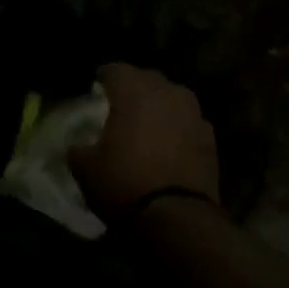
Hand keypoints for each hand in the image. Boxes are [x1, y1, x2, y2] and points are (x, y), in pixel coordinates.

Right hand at [71, 63, 219, 220]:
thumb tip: (78, 146)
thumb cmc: (123, 184)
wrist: (176, 217)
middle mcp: (168, 94)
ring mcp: (194, 114)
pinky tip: (167, 142)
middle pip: (148, 79)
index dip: (103, 76)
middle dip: (133, 86)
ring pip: (172, 98)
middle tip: (119, 102)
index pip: (116, 70)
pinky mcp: (210, 138)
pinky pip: (187, 121)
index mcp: (134, 93)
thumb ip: (78, 149)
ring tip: (145, 121)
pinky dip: (176, 126)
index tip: (95, 85)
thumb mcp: (85, 169)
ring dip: (158, 104)